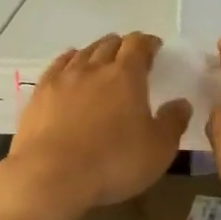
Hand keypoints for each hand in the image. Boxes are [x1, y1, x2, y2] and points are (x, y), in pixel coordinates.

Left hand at [0, 32, 190, 219]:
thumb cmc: (113, 162)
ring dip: (96, 52)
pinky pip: (57, 66)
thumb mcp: (158, 149)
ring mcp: (63, 79)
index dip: (148, 43)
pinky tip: (69, 66)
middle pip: (110, 44)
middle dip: (123, 46)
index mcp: (126, 76)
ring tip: (102, 60)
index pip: (139, 45)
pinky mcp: (40, 94)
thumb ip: (173, 123)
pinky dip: (68, 61)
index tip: (155, 48)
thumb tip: (181, 103)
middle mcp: (94, 68)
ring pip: (83, 52)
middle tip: (130, 57)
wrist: (51, 176)